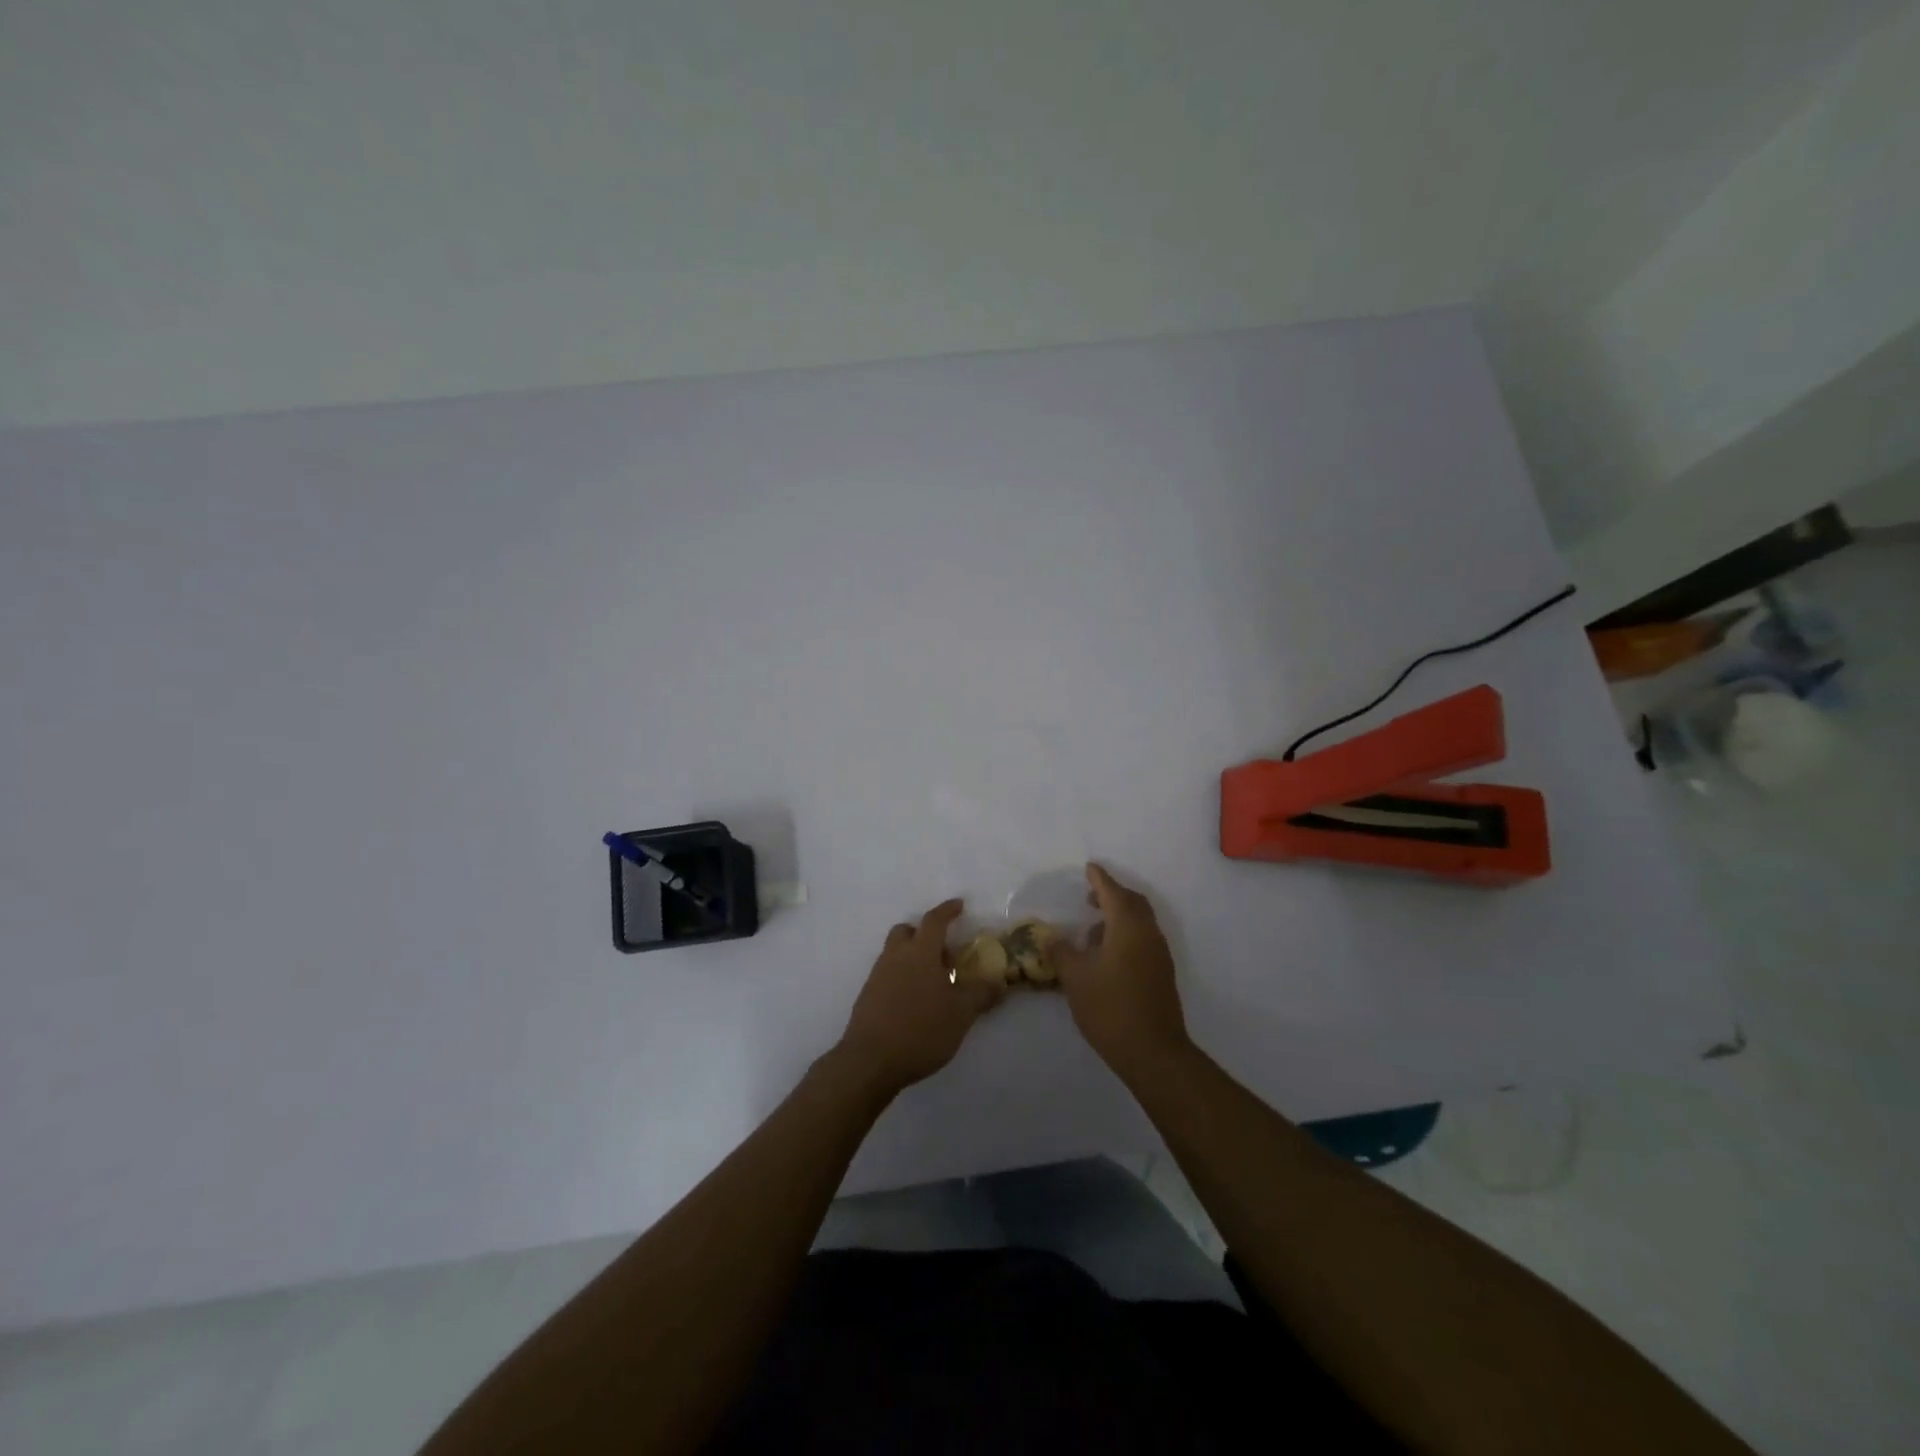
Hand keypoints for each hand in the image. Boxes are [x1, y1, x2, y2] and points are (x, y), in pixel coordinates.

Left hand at [835, 899, 1003, 1097]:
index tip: (959, 905)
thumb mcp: (961, 1013)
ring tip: (934, 985)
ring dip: (913, 958)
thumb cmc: (921, 1029)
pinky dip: (902, 978)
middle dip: (925, 935)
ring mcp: (877, 976)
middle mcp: (895, 956)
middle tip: (945, 955)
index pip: (934, 921)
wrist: (870, 1060)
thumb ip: (981, 994)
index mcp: (920, 952)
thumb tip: (999, 981)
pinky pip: (888, 975)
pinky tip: (915, 1003)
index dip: (947, 910)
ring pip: (895, 953)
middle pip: (908, 932)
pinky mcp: (867, 997)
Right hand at [1051, 864, 1190, 1080]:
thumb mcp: (1075, 977)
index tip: (1088, 868)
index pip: (1113, 892)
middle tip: (1090, 896)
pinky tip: (1106, 955)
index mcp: (1128, 927)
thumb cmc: (1110, 1007)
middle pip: (1133, 903)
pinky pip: (1143, 939)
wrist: (1152, 1051)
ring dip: (1119, 917)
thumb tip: (1050, 936)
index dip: (1099, 879)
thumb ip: (1061, 951)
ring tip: (1093, 930)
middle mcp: (1148, 934)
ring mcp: (1159, 954)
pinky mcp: (1161, 974)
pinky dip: (1126, 935)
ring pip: (1140, 922)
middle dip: (1112, 894)